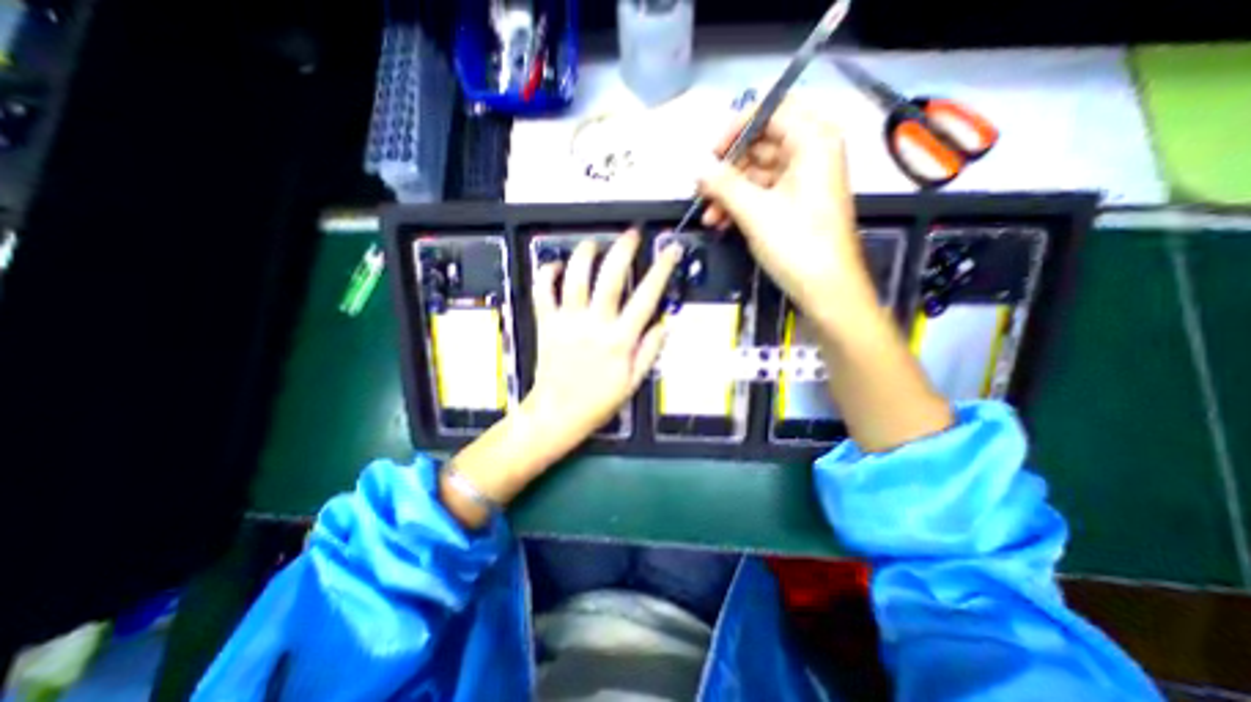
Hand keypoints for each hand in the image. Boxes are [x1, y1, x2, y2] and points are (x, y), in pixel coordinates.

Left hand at [523, 232, 687, 454]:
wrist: (558, 414)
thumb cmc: (598, 402)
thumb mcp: (633, 382)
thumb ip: (649, 351)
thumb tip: (663, 323)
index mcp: (620, 340)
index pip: (646, 296)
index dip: (661, 270)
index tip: (670, 251)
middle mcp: (595, 325)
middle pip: (610, 278)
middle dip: (624, 250)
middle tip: (631, 234)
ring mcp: (567, 322)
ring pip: (575, 278)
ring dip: (584, 255)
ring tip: (593, 243)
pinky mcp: (546, 324)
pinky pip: (543, 293)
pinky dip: (547, 275)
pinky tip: (555, 265)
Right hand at [700, 99, 872, 333]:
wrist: (826, 289)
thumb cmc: (797, 244)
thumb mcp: (755, 211)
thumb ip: (723, 184)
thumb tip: (697, 167)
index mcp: (813, 141)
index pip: (770, 112)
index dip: (735, 128)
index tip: (709, 153)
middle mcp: (810, 153)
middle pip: (760, 144)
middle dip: (727, 170)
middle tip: (701, 190)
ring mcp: (802, 180)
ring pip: (756, 173)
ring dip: (729, 193)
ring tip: (708, 216)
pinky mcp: (794, 203)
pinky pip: (762, 193)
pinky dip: (740, 205)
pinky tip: (721, 222)